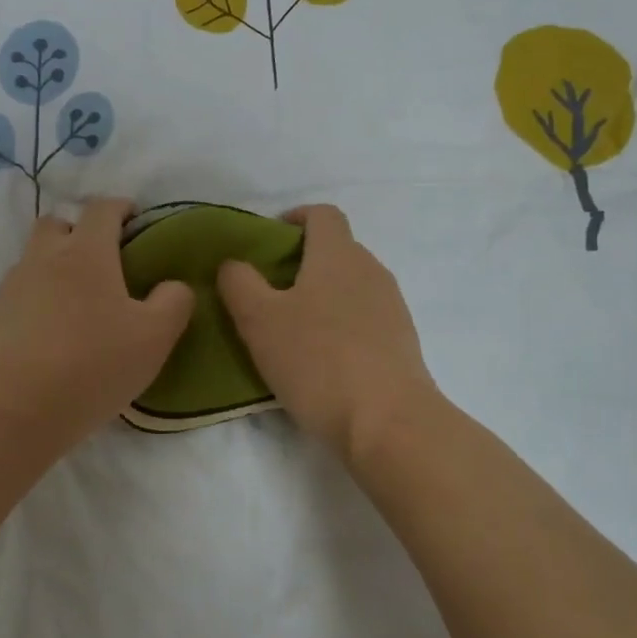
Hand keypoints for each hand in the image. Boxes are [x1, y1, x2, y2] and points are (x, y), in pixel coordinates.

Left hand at [0, 198, 195, 448]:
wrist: (14, 408)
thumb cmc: (93, 364)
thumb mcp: (154, 337)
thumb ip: (174, 303)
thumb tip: (174, 286)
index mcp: (86, 252)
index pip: (102, 208)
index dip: (120, 207)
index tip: (134, 218)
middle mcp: (44, 257)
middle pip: (57, 223)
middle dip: (78, 230)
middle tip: (102, 259)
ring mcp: (13, 286)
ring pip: (34, 257)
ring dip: (54, 265)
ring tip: (76, 301)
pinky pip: (19, 292)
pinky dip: (36, 297)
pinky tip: (50, 330)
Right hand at [216, 204, 441, 462]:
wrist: (389, 423)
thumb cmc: (317, 361)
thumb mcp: (259, 320)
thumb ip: (239, 283)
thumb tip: (234, 264)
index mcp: (338, 255)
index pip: (322, 214)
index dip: (295, 217)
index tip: (269, 240)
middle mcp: (371, 270)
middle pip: (337, 249)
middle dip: (302, 261)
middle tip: (269, 291)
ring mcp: (392, 306)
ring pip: (350, 285)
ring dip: (322, 295)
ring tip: (292, 329)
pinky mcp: (402, 341)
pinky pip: (365, 317)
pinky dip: (341, 323)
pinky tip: (322, 358)